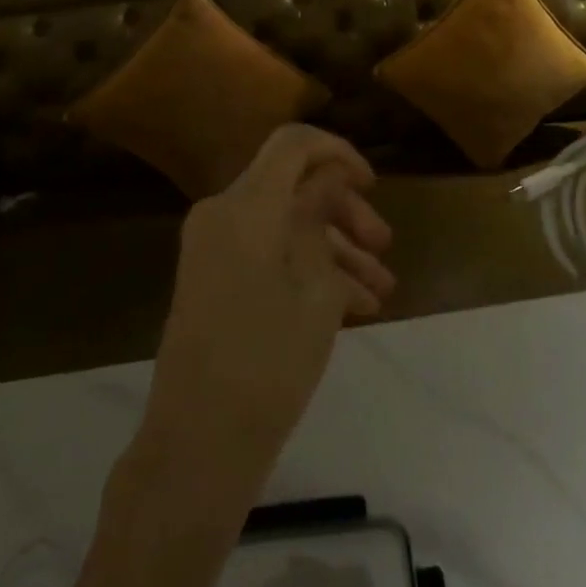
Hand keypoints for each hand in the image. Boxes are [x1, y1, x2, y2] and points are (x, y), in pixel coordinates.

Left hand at [135, 125, 394, 499]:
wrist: (200, 442)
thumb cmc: (270, 360)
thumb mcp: (316, 285)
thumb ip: (321, 216)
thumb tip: (329, 176)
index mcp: (245, 205)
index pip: (293, 144)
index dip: (338, 152)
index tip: (371, 185)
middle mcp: (222, 214)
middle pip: (292, 186)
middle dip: (344, 211)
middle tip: (385, 245)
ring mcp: (214, 248)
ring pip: (284, 225)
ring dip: (334, 248)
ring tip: (382, 289)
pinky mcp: (213, 279)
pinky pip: (267, 255)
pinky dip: (307, 270)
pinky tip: (356, 306)